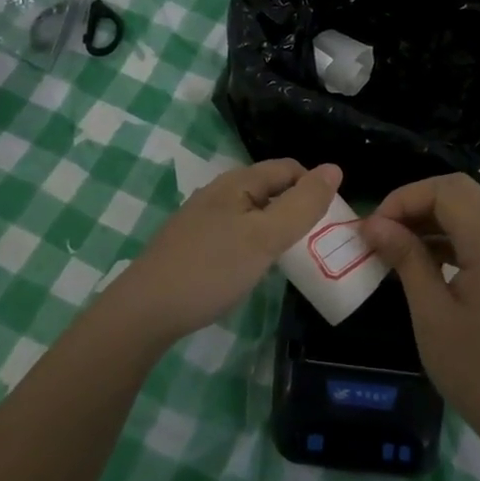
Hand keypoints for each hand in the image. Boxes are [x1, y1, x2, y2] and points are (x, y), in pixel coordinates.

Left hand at [110, 159, 342, 346]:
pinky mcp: (194, 245)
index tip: (333, 220)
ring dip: (278, 227)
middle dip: (298, 208)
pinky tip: (257, 268)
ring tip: (295, 257)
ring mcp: (203, 219)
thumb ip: (301, 205)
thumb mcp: (264, 237)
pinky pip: (237, 233)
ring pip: (254, 213)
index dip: (315, 187)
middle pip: (271, 189)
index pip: (288, 168)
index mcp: (237, 182)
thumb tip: (335, 169)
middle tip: (320, 242)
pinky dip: (256, 243)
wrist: (144, 311)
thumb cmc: (210, 269)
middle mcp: (220, 193)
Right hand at [361, 174, 479, 458]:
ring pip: (471, 210)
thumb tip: (374, 224)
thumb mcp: (431, 314)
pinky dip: (449, 236)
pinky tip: (423, 263)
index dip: (404, 198)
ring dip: (432, 218)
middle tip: (384, 231)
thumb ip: (406, 259)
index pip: (445, 190)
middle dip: (417, 201)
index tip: (373, 229)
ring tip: (395, 247)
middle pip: (460, 191)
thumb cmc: (478, 371)